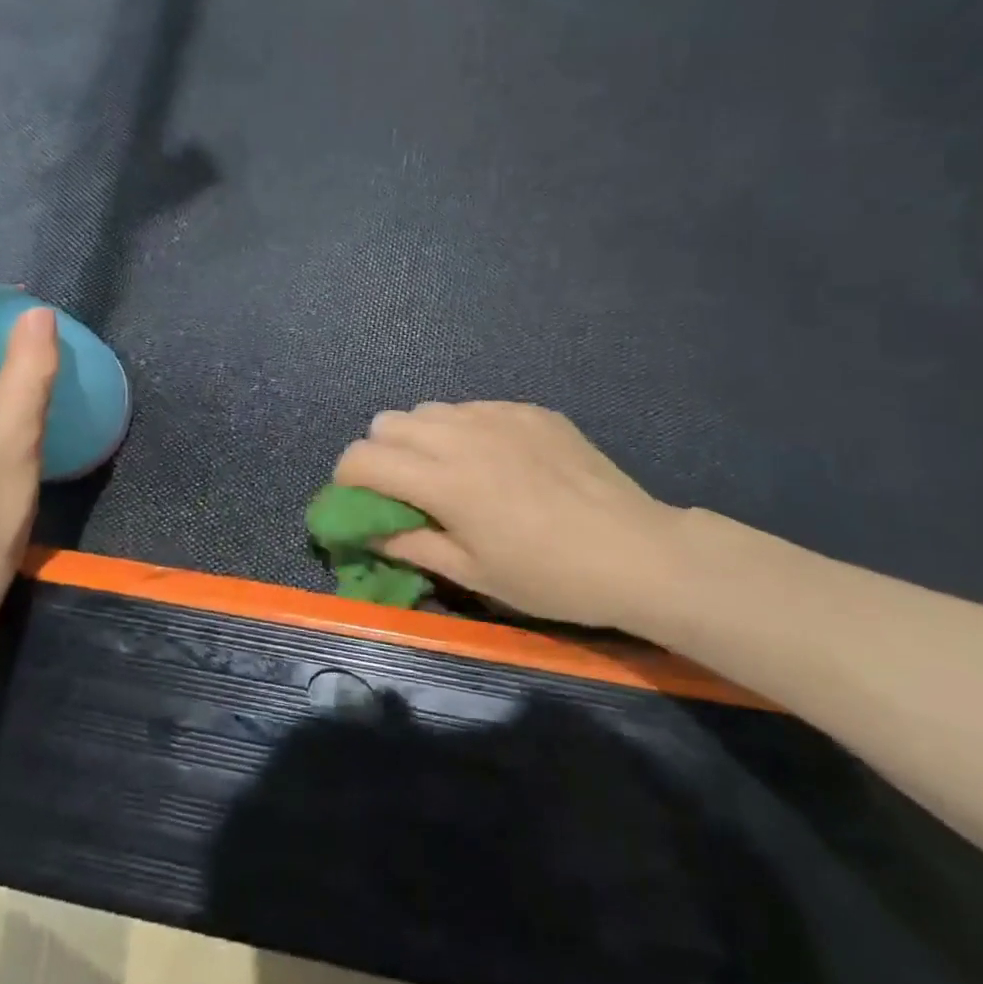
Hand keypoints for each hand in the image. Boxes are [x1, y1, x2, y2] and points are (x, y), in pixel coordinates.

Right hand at [333, 402, 684, 630]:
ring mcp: (498, 414)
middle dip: (381, 455)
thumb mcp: (473, 573)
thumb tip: (367, 532)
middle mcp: (461, 434)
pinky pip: (474, 408)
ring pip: (430, 409)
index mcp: (443, 479)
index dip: (347, 480)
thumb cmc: (549, 576)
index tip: (361, 504)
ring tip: (450, 473)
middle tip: (406, 491)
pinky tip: (498, 462)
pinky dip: (465, 430)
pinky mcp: (529, 410)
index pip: (363, 457)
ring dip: (421, 438)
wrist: (635, 550)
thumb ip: (411, 544)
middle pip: (387, 422)